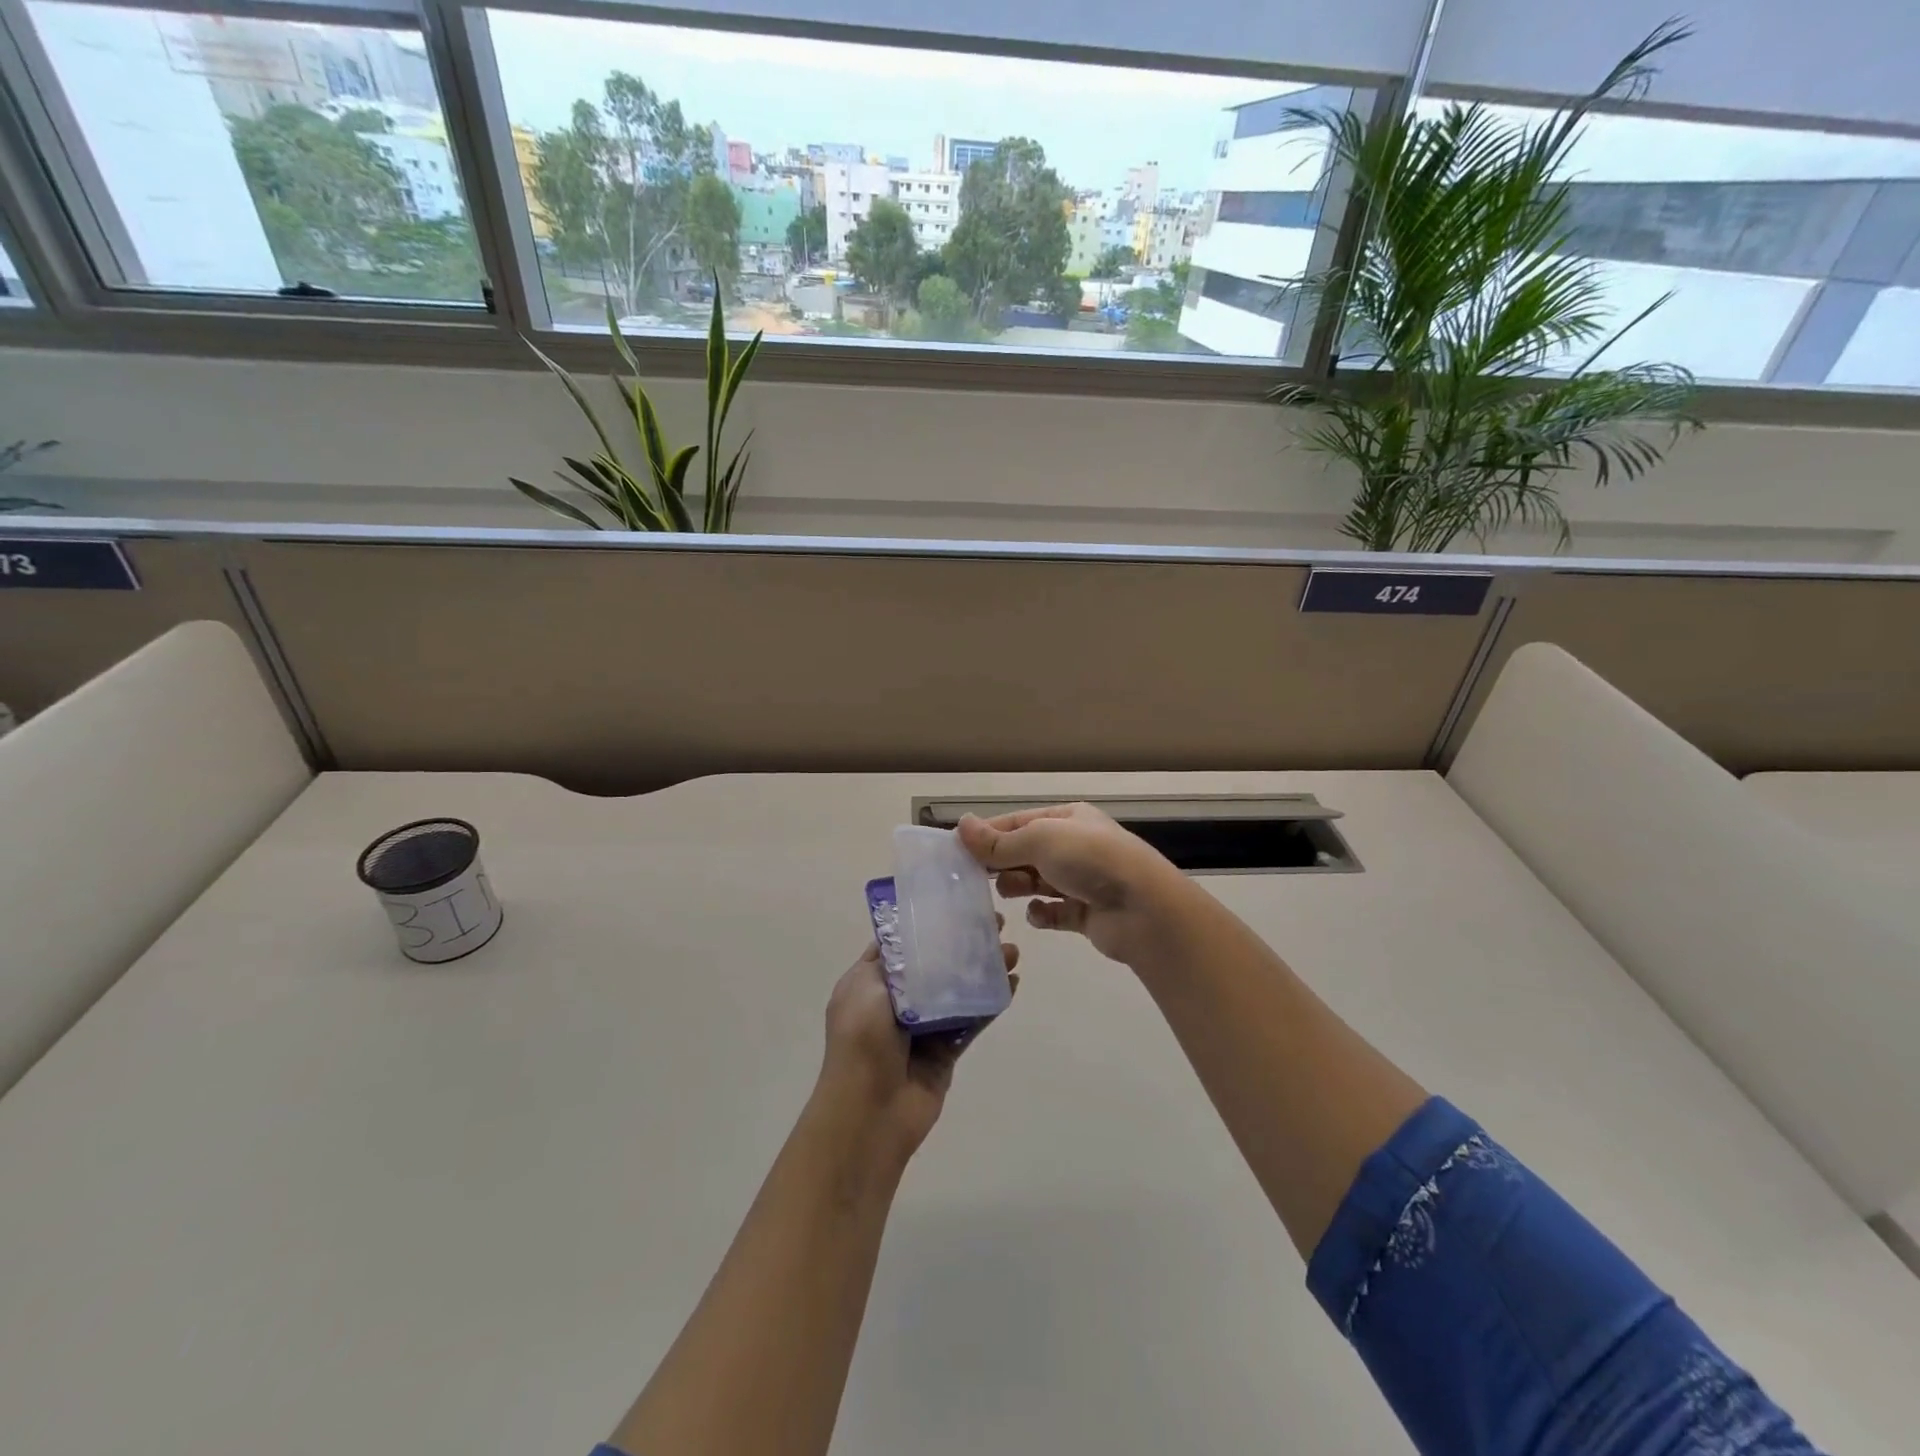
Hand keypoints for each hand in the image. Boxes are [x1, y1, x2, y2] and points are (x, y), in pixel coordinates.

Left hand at [816, 933, 1018, 1160]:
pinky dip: (991, 1001)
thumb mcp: (863, 988)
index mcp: (870, 983)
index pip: (901, 945)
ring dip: (984, 969)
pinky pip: (972, 1020)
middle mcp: (897, 1001)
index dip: (927, 924)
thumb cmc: (861, 1041)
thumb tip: (908, 937)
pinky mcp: (947, 1050)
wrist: (869, 1112)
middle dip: (963, 943)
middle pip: (935, 964)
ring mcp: (924, 1026)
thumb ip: (891, 961)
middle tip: (994, 923)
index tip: (956, 904)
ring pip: (959, 990)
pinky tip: (1011, 983)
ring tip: (1011, 950)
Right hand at [957, 803, 1187, 965]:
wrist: (1144, 909)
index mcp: (1068, 818)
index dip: (989, 834)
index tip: (958, 850)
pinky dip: (1042, 914)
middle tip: (978, 877)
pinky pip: (1054, 912)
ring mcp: (1083, 880)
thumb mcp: (1039, 840)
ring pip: (1038, 881)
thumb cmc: (1090, 860)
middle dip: (1003, 863)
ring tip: (1009, 893)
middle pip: (1026, 852)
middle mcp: (1076, 846)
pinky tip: (1037, 915)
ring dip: (1020, 886)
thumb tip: (960, 825)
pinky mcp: (1087, 913)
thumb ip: (998, 840)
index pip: (1018, 821)